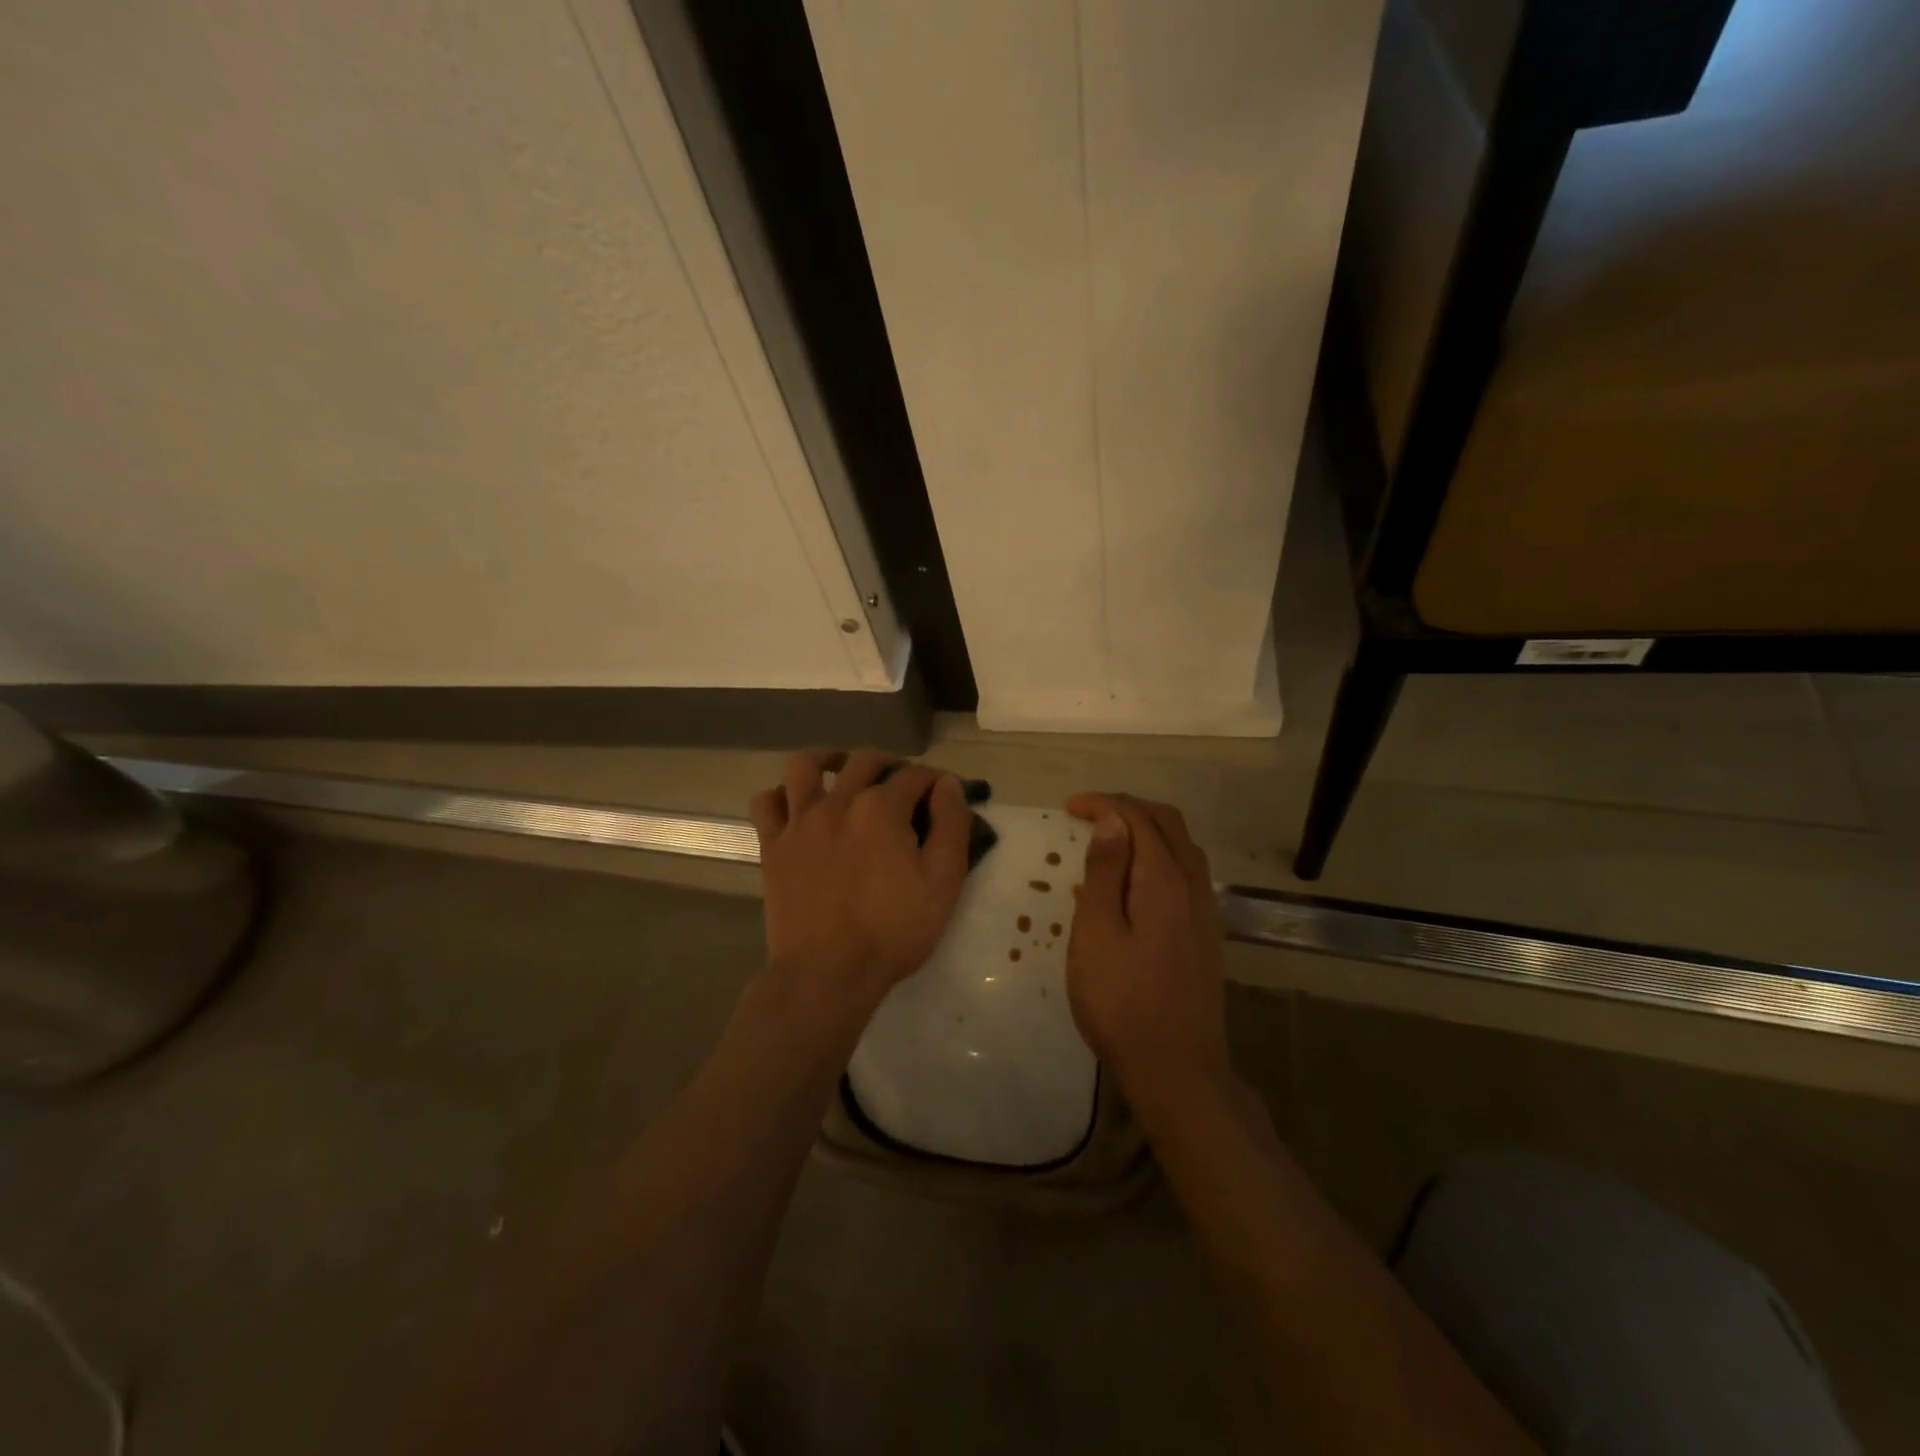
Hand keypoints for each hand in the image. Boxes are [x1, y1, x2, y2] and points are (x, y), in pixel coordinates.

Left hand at [748, 748, 972, 1012]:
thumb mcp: (943, 882)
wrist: (827, 974)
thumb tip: (947, 784)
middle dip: (892, 764)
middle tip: (905, 785)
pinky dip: (781, 795)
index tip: (944, 794)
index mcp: (881, 809)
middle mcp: (838, 802)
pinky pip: (767, 803)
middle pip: (865, 761)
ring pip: (805, 765)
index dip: (935, 780)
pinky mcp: (773, 846)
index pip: (915, 775)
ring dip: (829, 759)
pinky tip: (797, 806)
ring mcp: (800, 822)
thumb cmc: (893, 932)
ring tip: (843, 772)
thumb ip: (951, 825)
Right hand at [1064, 793, 1232, 1109]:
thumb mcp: (1097, 933)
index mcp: (1164, 880)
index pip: (1137, 819)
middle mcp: (1193, 884)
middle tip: (1087, 814)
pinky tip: (1135, 878)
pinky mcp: (1206, 932)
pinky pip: (1186, 870)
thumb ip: (1104, 872)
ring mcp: (1204, 910)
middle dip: (1127, 808)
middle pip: (1167, 823)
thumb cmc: (1122, 1002)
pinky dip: (1159, 854)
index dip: (1103, 804)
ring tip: (1109, 838)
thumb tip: (1110, 820)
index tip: (1067, 808)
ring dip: (1146, 829)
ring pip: (1181, 846)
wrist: (1177, 1068)